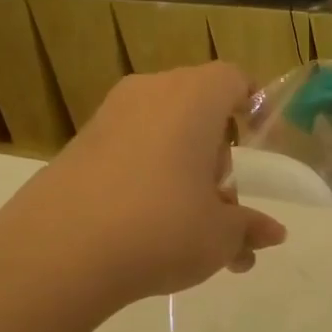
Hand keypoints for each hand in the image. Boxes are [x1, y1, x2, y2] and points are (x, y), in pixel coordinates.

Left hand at [0, 63, 285, 310]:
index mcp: (193, 99)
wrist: (59, 252)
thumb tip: (272, 233)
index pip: (234, 79)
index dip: (252, 104)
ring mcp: (108, 119)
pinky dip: (148, 180)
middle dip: (217, 155)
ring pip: (163, 134)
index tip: (259, 140)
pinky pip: (130, 152)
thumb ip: (249, 228)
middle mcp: (150, 95)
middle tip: (224, 206)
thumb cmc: (163, 228)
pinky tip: (150, 231)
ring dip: (184, 174)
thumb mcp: (220, 236)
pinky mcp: (78, 148)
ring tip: (192, 233)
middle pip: (198, 109)